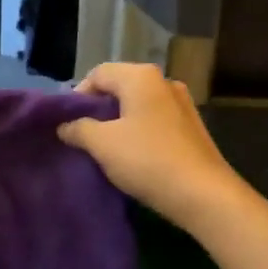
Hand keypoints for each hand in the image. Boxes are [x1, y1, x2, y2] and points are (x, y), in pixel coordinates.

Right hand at [57, 64, 246, 232]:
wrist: (202, 194)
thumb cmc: (147, 160)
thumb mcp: (102, 144)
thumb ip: (78, 129)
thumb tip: (65, 126)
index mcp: (141, 77)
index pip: (98, 74)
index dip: (77, 96)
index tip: (67, 123)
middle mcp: (164, 82)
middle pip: (119, 87)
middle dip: (98, 109)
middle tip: (82, 135)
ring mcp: (182, 104)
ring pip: (138, 105)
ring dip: (118, 122)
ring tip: (105, 148)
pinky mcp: (191, 127)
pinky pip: (155, 120)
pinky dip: (138, 131)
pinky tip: (132, 155)